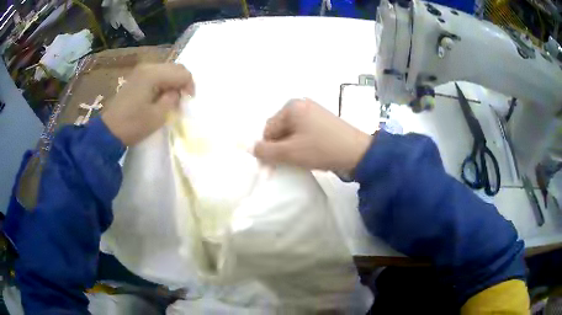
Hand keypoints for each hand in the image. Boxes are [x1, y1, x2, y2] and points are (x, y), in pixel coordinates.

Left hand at [101, 63, 194, 145]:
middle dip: (183, 81)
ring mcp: (141, 71)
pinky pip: (157, 73)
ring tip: (172, 97)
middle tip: (183, 98)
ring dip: (173, 81)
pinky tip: (161, 94)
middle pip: (175, 67)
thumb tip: (176, 92)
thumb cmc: (133, 125)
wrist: (109, 131)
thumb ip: (172, 99)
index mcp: (153, 75)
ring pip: (166, 69)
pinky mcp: (136, 77)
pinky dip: (164, 81)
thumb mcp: (157, 116)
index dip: (189, 85)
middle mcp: (148, 67)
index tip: (189, 101)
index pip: (182, 73)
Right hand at [253, 99, 372, 172]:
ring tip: (299, 160)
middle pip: (280, 128)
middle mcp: (302, 104)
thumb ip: (266, 151)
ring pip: (292, 132)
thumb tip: (250, 148)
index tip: (272, 166)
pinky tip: (308, 154)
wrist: (358, 152)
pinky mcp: (323, 120)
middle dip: (280, 147)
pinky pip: (304, 131)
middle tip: (286, 163)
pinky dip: (302, 143)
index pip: (269, 128)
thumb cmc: (321, 149)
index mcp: (291, 106)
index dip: (268, 148)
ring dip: (290, 147)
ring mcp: (314, 111)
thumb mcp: (290, 152)